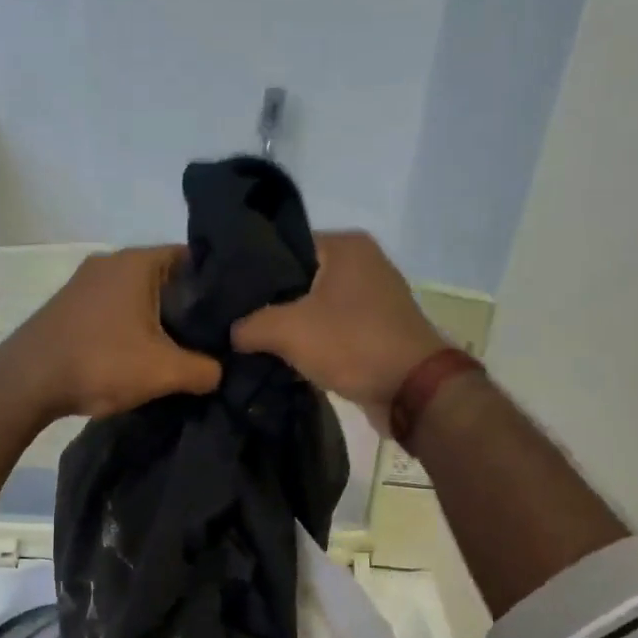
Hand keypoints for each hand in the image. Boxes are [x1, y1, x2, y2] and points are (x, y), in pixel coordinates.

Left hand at [0, 246, 221, 421]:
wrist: (26, 382)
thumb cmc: (100, 363)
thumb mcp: (164, 371)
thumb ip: (204, 370)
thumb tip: (220, 372)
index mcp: (137, 262)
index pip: (191, 258)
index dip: (216, 284)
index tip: (232, 313)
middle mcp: (110, 261)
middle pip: (165, 277)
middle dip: (188, 306)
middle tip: (211, 336)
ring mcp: (85, 282)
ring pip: (138, 295)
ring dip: (157, 319)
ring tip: (179, 349)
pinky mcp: (69, 305)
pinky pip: (114, 308)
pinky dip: (131, 326)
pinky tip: (140, 354)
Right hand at [231, 230, 447, 433]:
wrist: (413, 391)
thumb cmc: (352, 343)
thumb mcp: (288, 330)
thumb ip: (249, 325)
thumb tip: (230, 334)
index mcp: (345, 246)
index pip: (283, 245)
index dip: (251, 270)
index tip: (224, 294)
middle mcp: (361, 263)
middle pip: (297, 278)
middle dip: (267, 302)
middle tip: (232, 321)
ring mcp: (371, 298)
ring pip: (312, 307)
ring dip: (287, 326)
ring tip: (249, 341)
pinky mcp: (373, 330)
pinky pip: (329, 329)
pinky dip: (309, 343)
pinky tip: (280, 358)